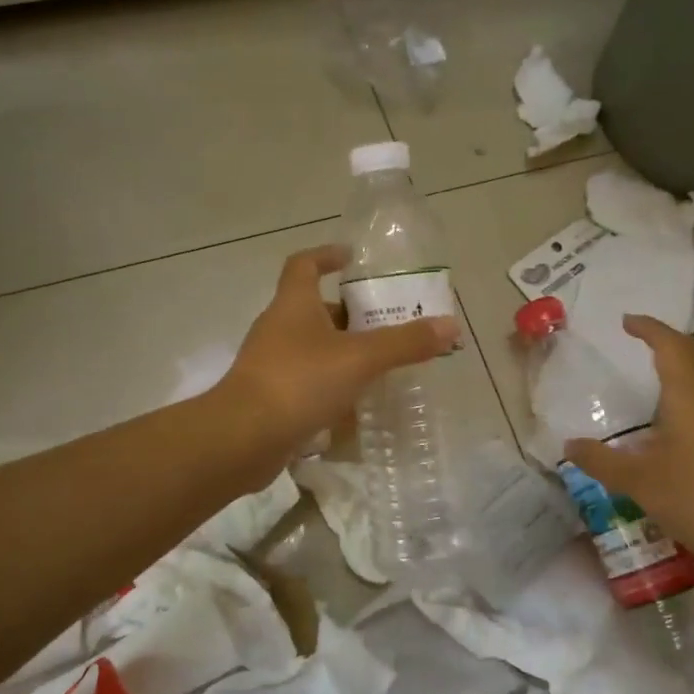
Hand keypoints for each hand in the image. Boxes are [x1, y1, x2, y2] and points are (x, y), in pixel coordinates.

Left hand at [219, 246, 459, 467]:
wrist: (242, 438)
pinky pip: (307, 383)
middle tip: (386, 323)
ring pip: (313, 349)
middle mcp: (278, 328)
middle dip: (349, 314)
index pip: (305, 264)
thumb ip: (405, 343)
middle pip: (314, 309)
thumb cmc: (299, 382)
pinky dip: (331, 387)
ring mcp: (271, 364)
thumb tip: (450, 325)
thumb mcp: (360, 359)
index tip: (352, 258)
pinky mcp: (270, 397)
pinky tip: (356, 406)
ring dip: (343, 353)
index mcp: (293, 304)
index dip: (327, 255)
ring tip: (380, 366)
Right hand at [563, 315, 693, 572]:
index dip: (649, 328)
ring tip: (655, 383)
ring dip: (683, 372)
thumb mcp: (641, 483)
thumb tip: (568, 445)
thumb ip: (602, 461)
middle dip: (666, 344)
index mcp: (692, 396)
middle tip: (639, 344)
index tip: (627, 321)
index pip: (671, 345)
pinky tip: (682, 428)